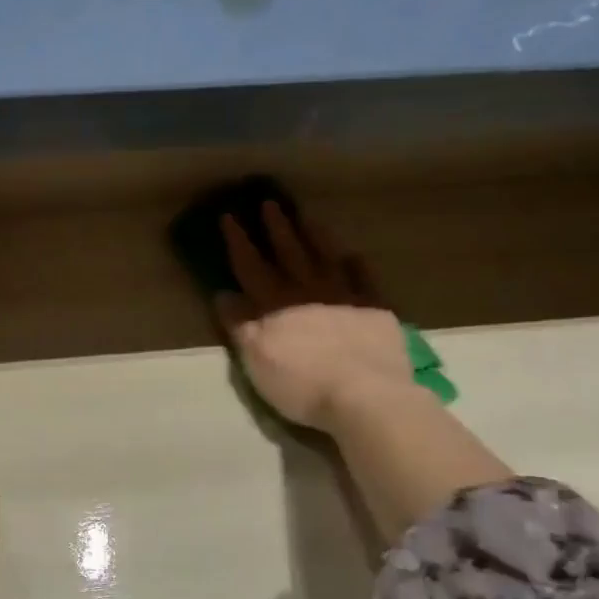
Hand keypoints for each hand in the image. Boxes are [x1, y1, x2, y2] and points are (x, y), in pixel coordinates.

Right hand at [213, 203, 415, 428]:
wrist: (366, 396)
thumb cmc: (301, 382)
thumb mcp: (256, 359)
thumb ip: (239, 325)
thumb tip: (223, 294)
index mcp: (274, 304)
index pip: (250, 265)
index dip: (238, 241)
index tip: (229, 216)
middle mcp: (307, 291)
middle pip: (289, 253)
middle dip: (276, 228)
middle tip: (269, 203)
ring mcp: (344, 297)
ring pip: (326, 258)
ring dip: (315, 237)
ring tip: (308, 218)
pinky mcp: (375, 311)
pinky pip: (365, 280)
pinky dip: (357, 266)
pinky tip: (354, 256)